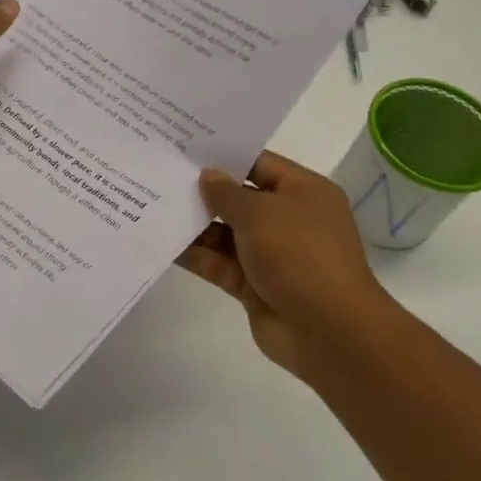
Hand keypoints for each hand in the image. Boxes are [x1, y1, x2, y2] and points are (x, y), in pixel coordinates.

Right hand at [176, 151, 398, 386]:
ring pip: (226, 234)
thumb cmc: (299, 255)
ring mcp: (271, 254)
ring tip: (153, 206)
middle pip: (240, 199)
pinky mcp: (254, 285)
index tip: (185, 149)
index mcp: (304, 192)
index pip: (259, 164)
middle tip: (160, 175)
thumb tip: (207, 176)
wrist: (327, 331)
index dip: (224, 156)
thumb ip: (227, 194)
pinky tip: (163, 243)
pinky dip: (196, 255)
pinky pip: (220, 263)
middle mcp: (289, 219)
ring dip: (195, 224)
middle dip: (203, 191)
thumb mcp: (260, 213)